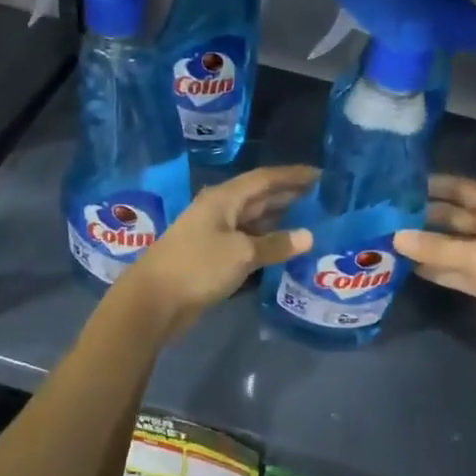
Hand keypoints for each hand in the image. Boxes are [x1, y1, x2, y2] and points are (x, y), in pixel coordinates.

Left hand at [112, 165, 315, 338]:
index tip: (321, 175)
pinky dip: (265, 245)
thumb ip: (275, 244)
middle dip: (288, 197)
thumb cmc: (198, 266)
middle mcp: (219, 211)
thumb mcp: (241, 253)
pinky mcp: (212, 259)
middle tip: (322, 199)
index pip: (264, 179)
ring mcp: (214, 235)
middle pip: (259, 198)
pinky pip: (246, 244)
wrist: (153, 301)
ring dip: (278, 222)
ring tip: (310, 223)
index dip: (292, 175)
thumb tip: (308, 236)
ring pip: (252, 222)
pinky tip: (284, 251)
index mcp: (224, 199)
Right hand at [392, 175, 475, 359]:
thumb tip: (395, 236)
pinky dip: (437, 268)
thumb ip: (435, 247)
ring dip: (426, 244)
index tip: (399, 185)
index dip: (433, 186)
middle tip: (384, 216)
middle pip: (454, 216)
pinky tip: (408, 266)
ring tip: (387, 239)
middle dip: (423, 217)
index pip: (462, 189)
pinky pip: (457, 269)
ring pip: (454, 245)